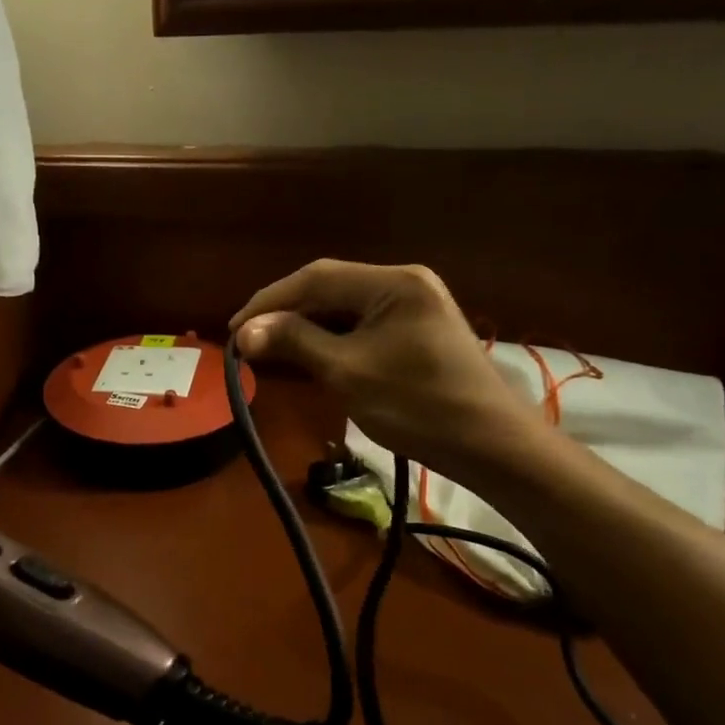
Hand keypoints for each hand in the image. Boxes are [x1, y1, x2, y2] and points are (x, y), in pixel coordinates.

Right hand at [230, 260, 539, 474]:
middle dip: (287, 313)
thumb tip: (244, 331)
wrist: (490, 446)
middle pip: (331, 288)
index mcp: (393, 282)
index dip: (269, 301)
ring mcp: (415, 305)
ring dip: (308, 326)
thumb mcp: (347, 373)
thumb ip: (294, 342)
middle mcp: (405, 282)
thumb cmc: (417, 406)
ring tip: (272, 349)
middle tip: (250, 341)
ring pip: (345, 307)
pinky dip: (333, 338)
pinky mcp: (418, 329)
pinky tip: (311, 355)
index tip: (234, 330)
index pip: (316, 278)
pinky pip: (363, 324)